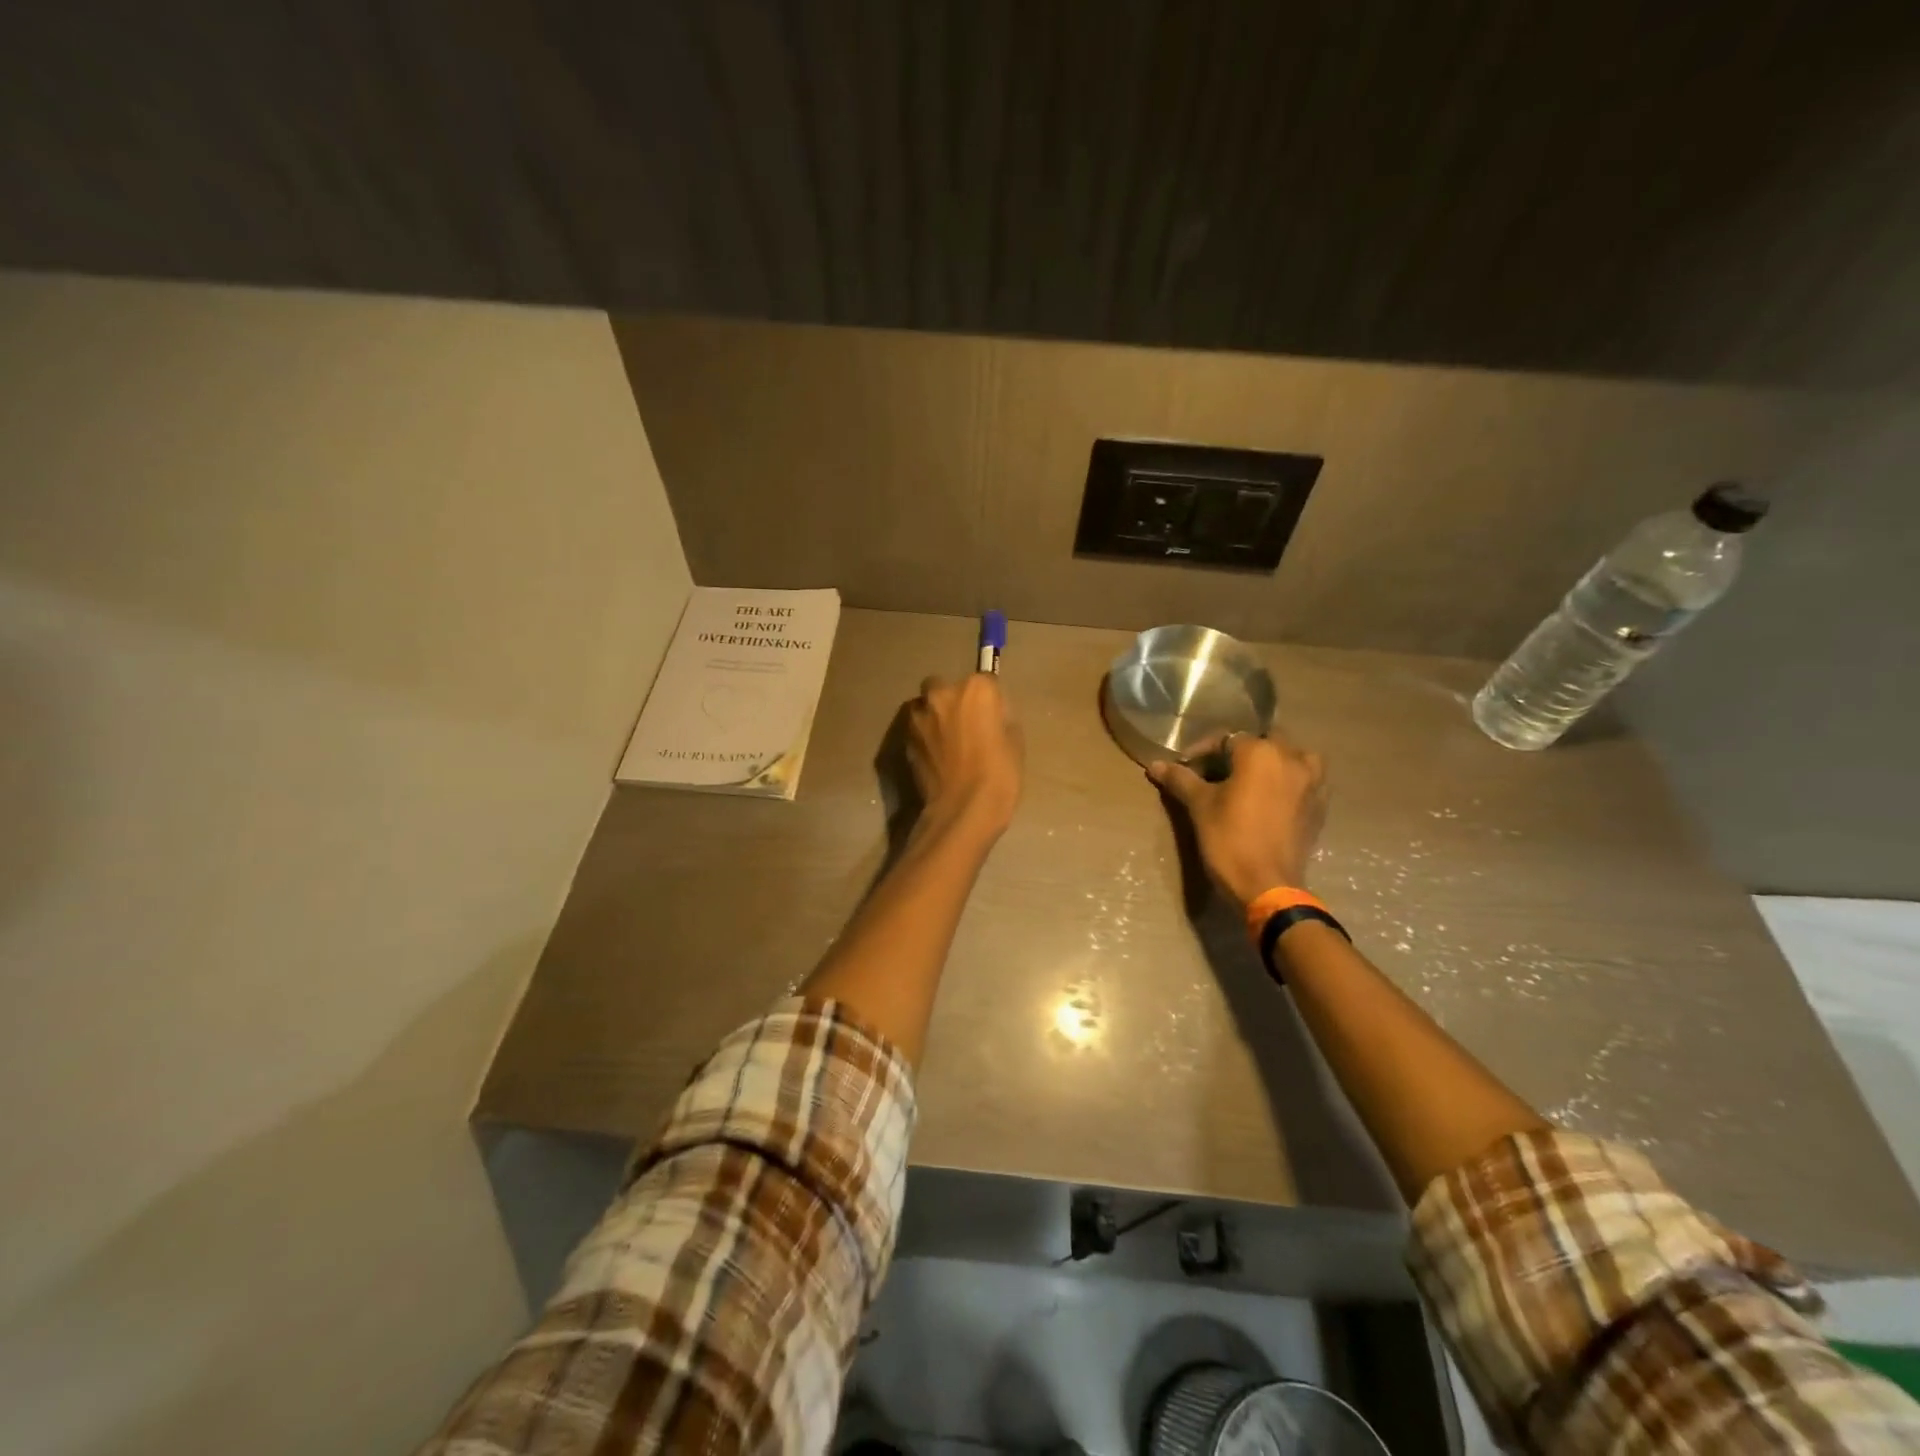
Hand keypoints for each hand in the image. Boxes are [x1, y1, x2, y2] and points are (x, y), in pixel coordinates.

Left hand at [906, 674, 1023, 838]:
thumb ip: (1000, 717)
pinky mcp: (904, 737)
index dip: (989, 700)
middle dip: (954, 700)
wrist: (962, 810)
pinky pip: (917, 728)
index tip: (992, 717)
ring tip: (947, 743)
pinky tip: (936, 756)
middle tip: (966, 726)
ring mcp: (919, 715)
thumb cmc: (999, 775)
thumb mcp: (1015, 741)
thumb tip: (990, 713)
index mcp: (976, 689)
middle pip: (947, 686)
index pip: (985, 680)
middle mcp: (942, 693)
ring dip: (935, 716)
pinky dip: (925, 735)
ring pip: (926, 705)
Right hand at [1148, 733, 1326, 907]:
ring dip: (1270, 763)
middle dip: (1237, 754)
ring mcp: (1312, 783)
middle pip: (1261, 743)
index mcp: (1261, 752)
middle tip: (1215, 774)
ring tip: (1250, 782)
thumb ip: (1180, 779)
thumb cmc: (1229, 839)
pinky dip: (1288, 782)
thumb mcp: (1199, 806)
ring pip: (1291, 757)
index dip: (1201, 752)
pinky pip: (1304, 781)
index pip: (1226, 739)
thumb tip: (1155, 765)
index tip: (1186, 769)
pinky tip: (1271, 799)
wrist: (1267, 886)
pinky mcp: (1320, 806)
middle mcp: (1293, 758)